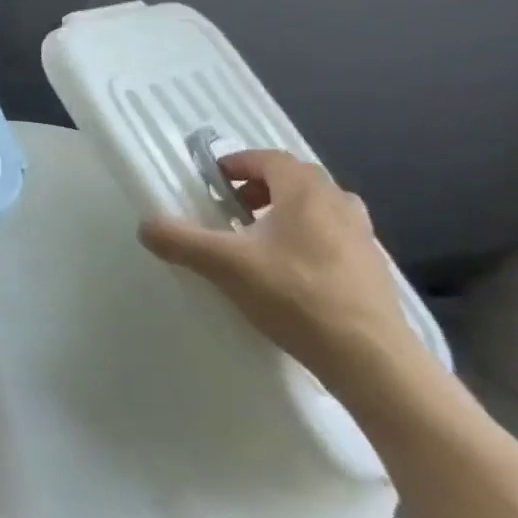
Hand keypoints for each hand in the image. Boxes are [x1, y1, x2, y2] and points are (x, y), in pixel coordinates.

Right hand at [138, 149, 424, 397]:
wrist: (370, 358)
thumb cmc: (295, 297)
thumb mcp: (225, 265)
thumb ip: (181, 240)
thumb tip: (145, 226)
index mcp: (306, 192)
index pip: (269, 159)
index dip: (237, 163)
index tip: (212, 180)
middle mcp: (338, 203)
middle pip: (296, 179)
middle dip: (260, 186)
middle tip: (232, 208)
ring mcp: (362, 236)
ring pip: (318, 207)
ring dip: (286, 211)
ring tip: (259, 238)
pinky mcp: (372, 268)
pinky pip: (333, 235)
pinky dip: (307, 237)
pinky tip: (289, 270)